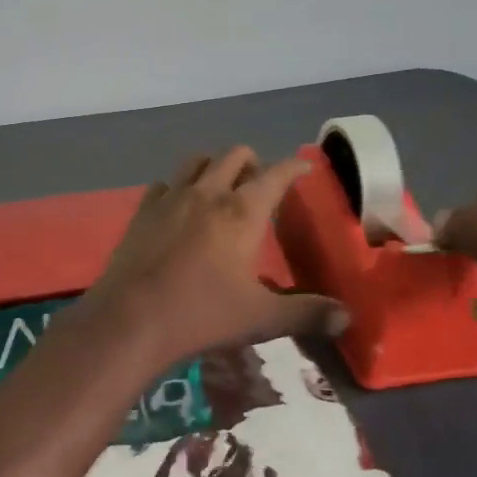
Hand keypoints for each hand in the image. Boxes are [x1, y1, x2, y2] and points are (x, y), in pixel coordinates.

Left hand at [83, 147, 349, 368]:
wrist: (130, 320)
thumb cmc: (201, 315)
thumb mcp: (261, 319)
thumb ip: (306, 314)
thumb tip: (347, 316)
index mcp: (242, 213)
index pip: (276, 174)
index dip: (295, 167)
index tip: (304, 167)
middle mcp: (207, 194)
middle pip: (234, 155)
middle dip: (253, 162)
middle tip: (260, 184)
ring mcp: (169, 199)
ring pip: (196, 161)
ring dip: (214, 166)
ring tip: (221, 188)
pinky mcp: (141, 212)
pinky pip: (164, 185)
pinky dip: (177, 188)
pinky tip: (178, 208)